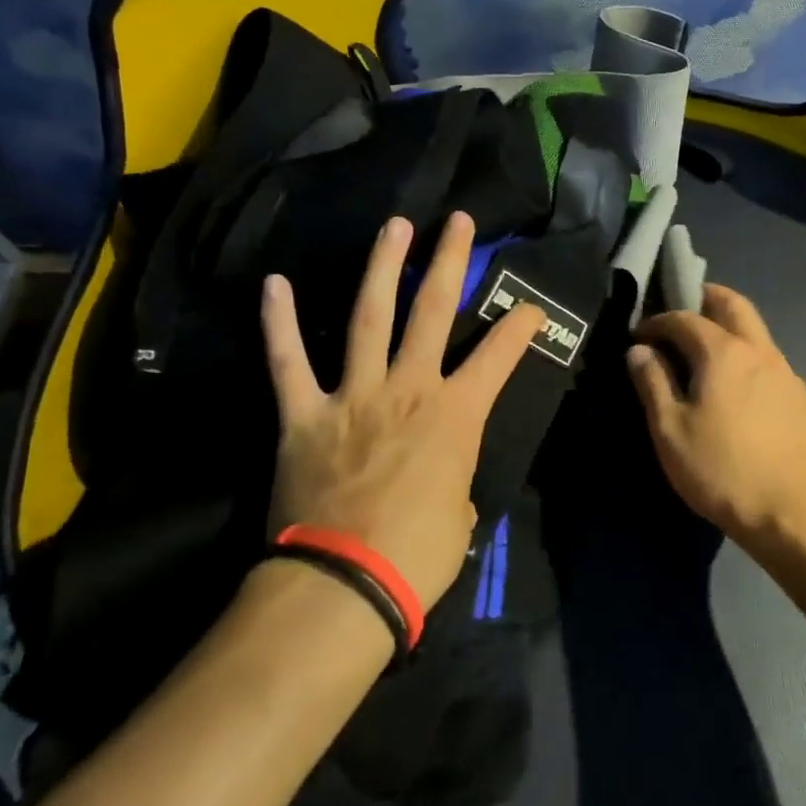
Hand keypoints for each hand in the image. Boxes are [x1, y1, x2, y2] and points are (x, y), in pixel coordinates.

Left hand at [260, 212, 544, 609]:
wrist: (345, 583)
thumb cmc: (418, 554)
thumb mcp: (460, 513)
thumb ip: (453, 476)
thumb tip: (440, 473)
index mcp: (456, 413)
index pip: (499, 355)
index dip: (520, 326)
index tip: (531, 306)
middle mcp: (409, 387)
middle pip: (433, 310)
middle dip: (449, 261)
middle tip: (456, 221)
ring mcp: (354, 394)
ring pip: (369, 317)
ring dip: (383, 267)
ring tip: (394, 227)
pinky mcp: (305, 414)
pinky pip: (288, 362)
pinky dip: (279, 324)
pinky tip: (274, 284)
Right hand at [626, 284, 805, 540]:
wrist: (795, 512)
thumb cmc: (722, 470)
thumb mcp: (671, 431)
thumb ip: (653, 383)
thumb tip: (638, 350)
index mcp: (724, 351)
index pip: (685, 318)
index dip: (658, 321)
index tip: (639, 335)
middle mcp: (759, 350)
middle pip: (734, 304)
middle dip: (705, 298)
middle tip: (681, 310)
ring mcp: (785, 372)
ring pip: (756, 330)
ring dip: (729, 325)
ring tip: (704, 350)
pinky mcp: (800, 396)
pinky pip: (768, 358)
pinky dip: (746, 354)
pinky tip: (736, 384)